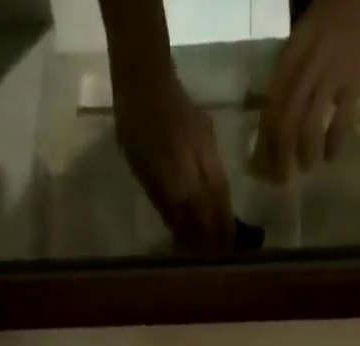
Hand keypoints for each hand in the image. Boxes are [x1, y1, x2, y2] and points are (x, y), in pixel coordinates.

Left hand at [113, 70, 233, 248]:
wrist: (146, 73)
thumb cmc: (135, 124)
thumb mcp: (141, 169)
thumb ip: (163, 201)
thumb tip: (181, 232)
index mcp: (179, 175)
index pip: (200, 216)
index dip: (205, 239)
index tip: (209, 257)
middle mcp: (199, 164)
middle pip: (218, 205)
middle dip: (222, 230)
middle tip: (224, 251)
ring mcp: (208, 149)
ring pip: (222, 190)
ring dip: (224, 213)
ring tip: (224, 234)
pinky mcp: (210, 138)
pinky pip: (219, 174)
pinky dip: (220, 194)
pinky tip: (216, 203)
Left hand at [252, 0, 359, 182]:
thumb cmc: (331, 24)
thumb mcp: (301, 43)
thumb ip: (288, 78)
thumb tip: (271, 124)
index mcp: (290, 58)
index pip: (271, 107)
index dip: (263, 142)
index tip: (260, 168)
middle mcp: (307, 67)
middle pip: (286, 121)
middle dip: (280, 156)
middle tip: (281, 180)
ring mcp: (332, 74)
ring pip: (309, 124)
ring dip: (305, 153)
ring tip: (305, 168)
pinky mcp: (355, 81)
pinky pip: (341, 121)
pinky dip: (334, 143)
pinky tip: (330, 157)